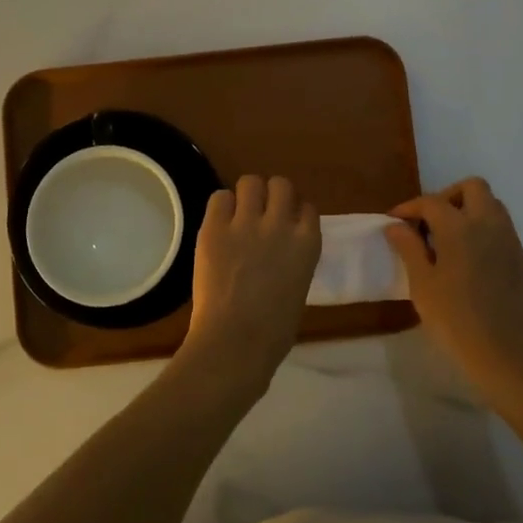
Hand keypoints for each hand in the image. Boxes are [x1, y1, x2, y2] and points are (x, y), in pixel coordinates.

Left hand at [178, 175, 321, 395]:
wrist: (236, 341)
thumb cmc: (274, 331)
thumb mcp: (299, 287)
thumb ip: (294, 261)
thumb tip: (279, 254)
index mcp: (308, 243)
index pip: (307, 208)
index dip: (295, 213)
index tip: (287, 224)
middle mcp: (280, 224)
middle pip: (280, 185)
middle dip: (272, 195)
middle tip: (261, 213)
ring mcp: (246, 223)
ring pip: (250, 182)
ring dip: (246, 195)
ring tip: (238, 214)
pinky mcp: (214, 227)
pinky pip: (219, 197)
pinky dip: (221, 207)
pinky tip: (220, 224)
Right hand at [386, 178, 522, 394]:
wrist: (506, 353)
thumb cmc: (454, 318)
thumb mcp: (422, 284)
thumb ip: (409, 248)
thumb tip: (396, 226)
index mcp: (460, 227)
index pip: (432, 202)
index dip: (410, 207)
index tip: (395, 220)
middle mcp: (489, 225)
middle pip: (473, 187)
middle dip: (449, 196)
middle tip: (430, 222)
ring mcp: (511, 242)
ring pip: (493, 206)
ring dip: (470, 211)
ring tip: (450, 240)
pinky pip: (503, 233)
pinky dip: (485, 234)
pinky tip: (472, 263)